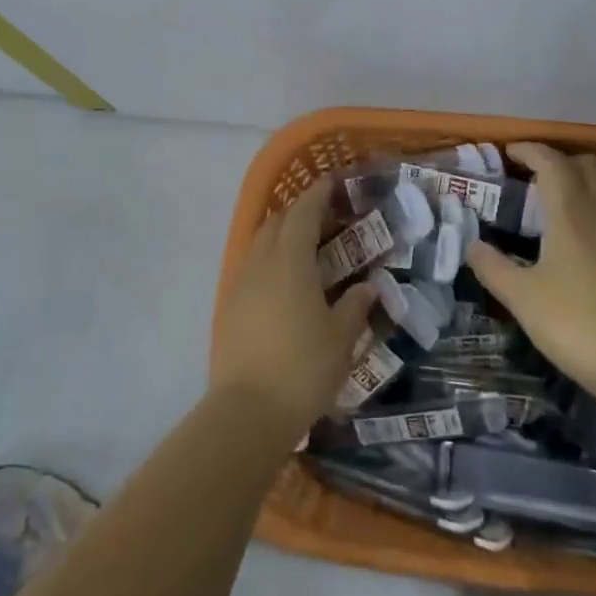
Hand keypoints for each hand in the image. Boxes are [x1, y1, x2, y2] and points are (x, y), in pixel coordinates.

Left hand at [210, 176, 376, 440]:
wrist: (247, 412)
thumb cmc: (303, 368)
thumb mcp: (341, 338)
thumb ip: (354, 306)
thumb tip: (367, 287)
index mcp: (290, 262)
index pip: (302, 214)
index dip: (317, 195)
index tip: (332, 183)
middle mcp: (260, 264)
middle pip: (276, 223)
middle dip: (299, 213)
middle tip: (326, 219)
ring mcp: (240, 285)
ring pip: (260, 245)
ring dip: (282, 237)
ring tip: (307, 250)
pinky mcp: (228, 308)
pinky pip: (251, 268)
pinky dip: (270, 261)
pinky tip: (286, 284)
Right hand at [466, 143, 595, 403]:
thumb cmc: (575, 323)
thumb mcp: (521, 297)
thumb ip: (492, 267)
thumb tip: (471, 244)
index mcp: (569, 213)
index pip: (552, 163)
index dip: (530, 151)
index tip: (510, 152)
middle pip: (587, 165)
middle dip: (559, 160)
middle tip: (535, 175)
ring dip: (589, 176)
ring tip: (567, 193)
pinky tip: (592, 227)